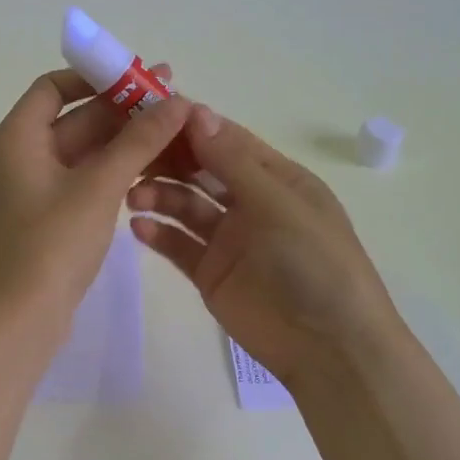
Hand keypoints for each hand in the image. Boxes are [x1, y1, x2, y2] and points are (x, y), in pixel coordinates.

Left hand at [0, 66, 193, 322]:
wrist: (19, 319)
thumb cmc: (52, 244)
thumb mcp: (99, 186)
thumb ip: (138, 140)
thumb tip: (177, 101)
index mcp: (15, 138)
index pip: (52, 87)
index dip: (94, 78)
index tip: (136, 77)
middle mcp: (15, 156)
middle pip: (70, 119)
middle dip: (119, 110)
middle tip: (171, 101)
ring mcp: (27, 189)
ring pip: (77, 152)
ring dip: (118, 142)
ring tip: (169, 132)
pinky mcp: (41, 217)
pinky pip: (76, 180)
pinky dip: (107, 171)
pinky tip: (145, 169)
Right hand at [127, 106, 404, 384]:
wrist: (328, 347)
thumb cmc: (314, 263)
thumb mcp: (278, 203)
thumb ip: (232, 161)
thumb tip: (196, 111)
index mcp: (276, 178)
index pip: (227, 140)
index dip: (191, 125)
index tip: (148, 111)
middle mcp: (250, 202)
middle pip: (200, 170)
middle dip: (168, 159)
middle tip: (130, 153)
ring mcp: (229, 239)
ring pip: (185, 205)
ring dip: (159, 195)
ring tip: (132, 197)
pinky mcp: (210, 272)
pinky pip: (179, 245)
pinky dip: (158, 233)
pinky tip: (139, 227)